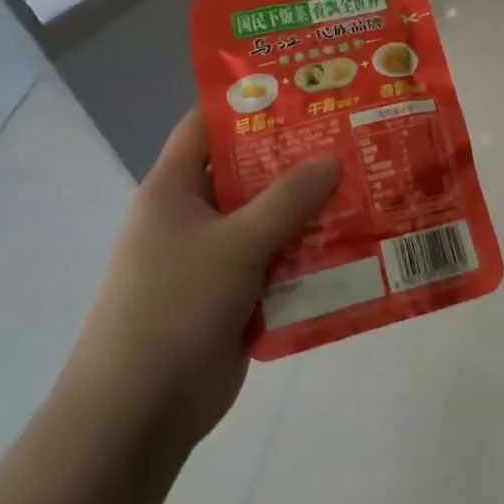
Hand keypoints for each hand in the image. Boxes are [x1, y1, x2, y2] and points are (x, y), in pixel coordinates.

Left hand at [61, 108, 340, 450]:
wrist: (138, 413)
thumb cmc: (175, 307)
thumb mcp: (236, 244)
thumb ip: (287, 200)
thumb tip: (333, 158)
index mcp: (174, 188)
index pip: (207, 125)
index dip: (248, 103)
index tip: (302, 90)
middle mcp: (192, 215)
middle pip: (247, 172)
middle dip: (294, 158)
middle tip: (349, 136)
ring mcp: (212, 258)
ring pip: (267, 219)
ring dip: (308, 209)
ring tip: (364, 184)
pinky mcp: (232, 296)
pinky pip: (275, 262)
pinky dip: (306, 254)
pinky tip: (352, 244)